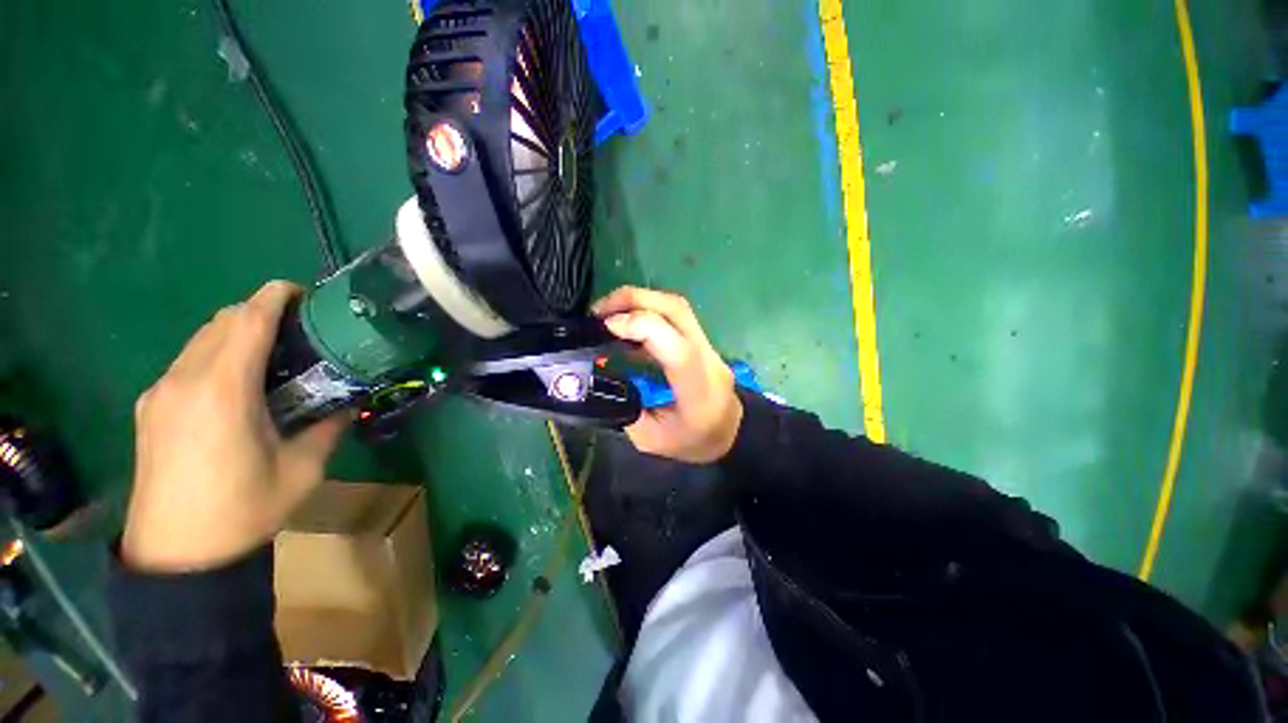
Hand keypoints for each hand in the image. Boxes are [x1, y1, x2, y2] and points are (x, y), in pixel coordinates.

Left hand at [122, 281, 347, 572]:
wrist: (177, 554)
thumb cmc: (244, 509)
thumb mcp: (303, 469)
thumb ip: (327, 427)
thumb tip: (344, 404)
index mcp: (223, 391)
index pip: (247, 321)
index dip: (275, 296)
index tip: (303, 292)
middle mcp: (185, 381)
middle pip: (221, 322)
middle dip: (259, 312)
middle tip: (298, 329)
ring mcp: (161, 393)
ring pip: (200, 339)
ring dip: (235, 333)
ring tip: (271, 355)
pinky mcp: (150, 408)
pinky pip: (186, 362)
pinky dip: (215, 355)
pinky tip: (235, 384)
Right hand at [593, 287, 742, 462]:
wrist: (732, 431)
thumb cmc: (695, 440)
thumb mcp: (653, 440)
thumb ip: (625, 411)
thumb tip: (598, 382)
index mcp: (698, 389)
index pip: (678, 348)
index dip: (642, 327)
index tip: (605, 326)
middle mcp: (707, 358)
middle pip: (677, 310)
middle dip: (633, 299)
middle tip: (599, 310)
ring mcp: (707, 345)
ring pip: (676, 306)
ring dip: (638, 300)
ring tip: (608, 313)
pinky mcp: (700, 340)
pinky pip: (674, 316)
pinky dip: (646, 311)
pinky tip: (626, 324)